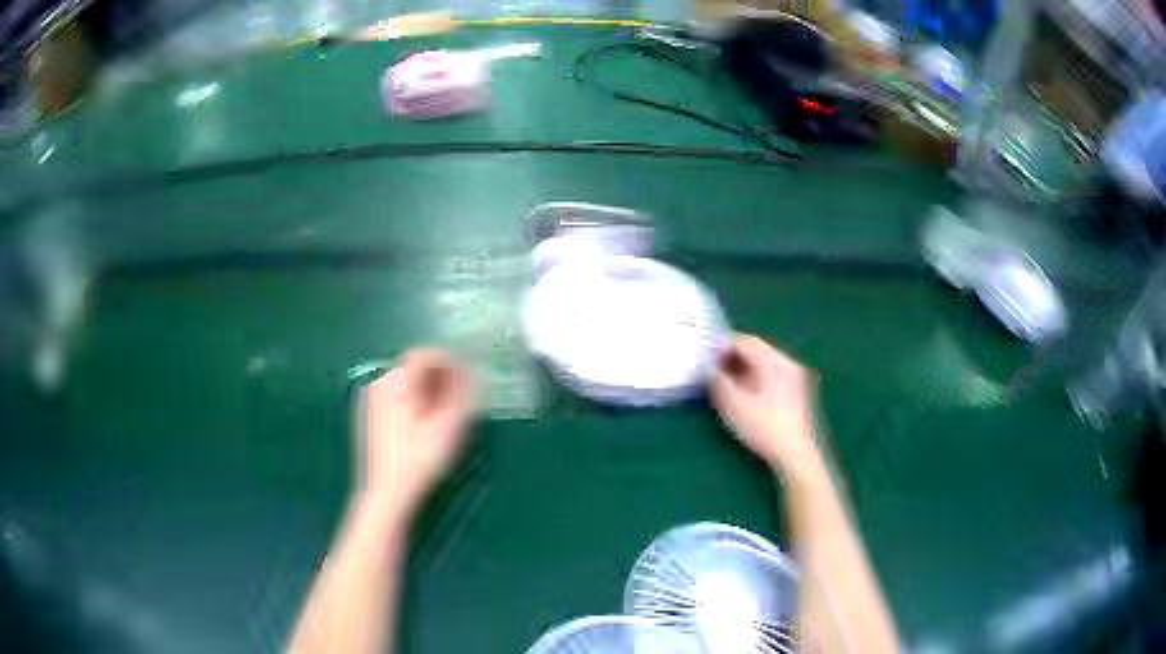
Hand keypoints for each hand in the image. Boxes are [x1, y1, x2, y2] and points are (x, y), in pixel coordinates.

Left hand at [361, 349, 475, 517]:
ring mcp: (372, 398)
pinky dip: (413, 401)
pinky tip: (423, 425)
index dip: (451, 362)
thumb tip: (471, 368)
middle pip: (415, 366)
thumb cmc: (422, 458)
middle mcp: (382, 382)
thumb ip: (463, 390)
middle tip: (459, 399)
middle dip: (440, 377)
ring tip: (444, 415)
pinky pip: (396, 396)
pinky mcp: (370, 415)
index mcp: (399, 381)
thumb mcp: (451, 424)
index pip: (427, 354)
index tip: (468, 379)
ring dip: (427, 390)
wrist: (389, 492)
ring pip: (406, 382)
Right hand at [711, 335, 818, 470]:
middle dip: (732, 356)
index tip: (703, 354)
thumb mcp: (733, 404)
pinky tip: (743, 392)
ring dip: (742, 367)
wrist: (795, 455)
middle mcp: (788, 363)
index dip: (721, 345)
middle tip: (710, 366)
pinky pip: (771, 374)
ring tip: (723, 380)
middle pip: (756, 350)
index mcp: (775, 361)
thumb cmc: (764, 428)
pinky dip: (754, 377)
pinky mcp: (796, 392)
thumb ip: (717, 380)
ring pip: (763, 363)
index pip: (745, 341)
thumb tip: (707, 365)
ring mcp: (795, 377)